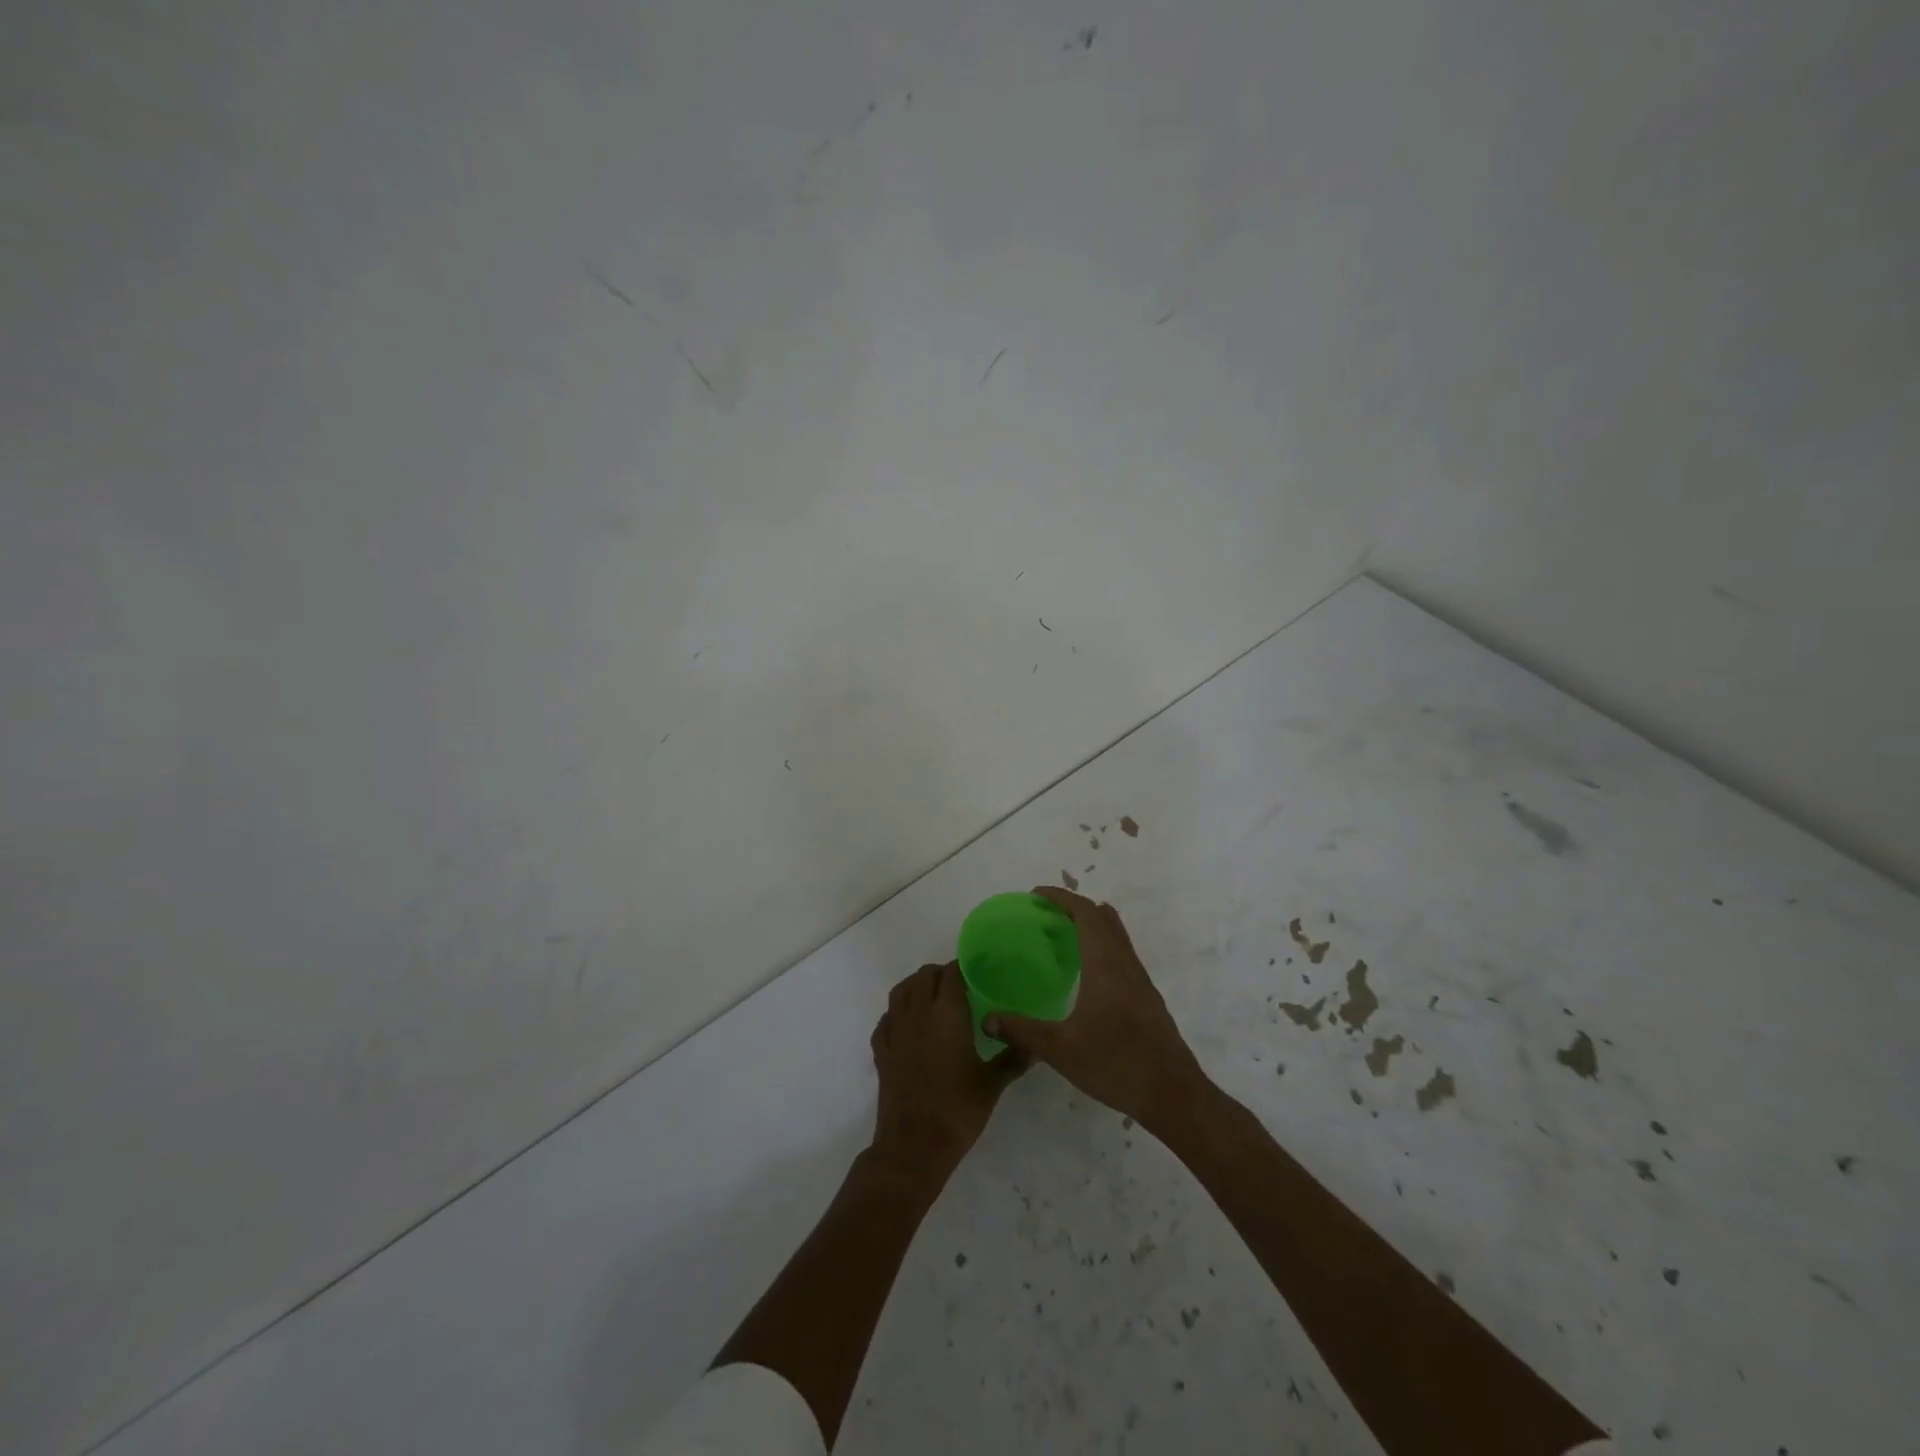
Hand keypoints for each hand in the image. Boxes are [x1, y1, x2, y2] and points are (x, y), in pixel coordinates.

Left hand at [869, 961, 1024, 1184]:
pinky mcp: (881, 1051)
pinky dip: (896, 1013)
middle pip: (924, 976)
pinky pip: (885, 1019)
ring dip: (915, 986)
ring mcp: (895, 1031)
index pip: (951, 973)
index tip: (976, 973)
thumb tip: (1035, 1046)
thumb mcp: (992, 1084)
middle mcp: (918, 1014)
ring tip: (931, 997)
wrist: (914, 1145)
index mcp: (947, 1014)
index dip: (962, 968)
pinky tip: (907, 1025)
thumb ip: (1013, 1058)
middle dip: (940, 974)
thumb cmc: (958, 1110)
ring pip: (900, 992)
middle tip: (958, 986)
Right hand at [982, 888, 1207, 1130]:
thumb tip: (987, 1019)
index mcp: (1105, 965)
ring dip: (1090, 925)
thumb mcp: (1060, 1050)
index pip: (1085, 913)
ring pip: (1116, 935)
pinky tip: (1085, 973)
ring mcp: (1140, 980)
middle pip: (1103, 918)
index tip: (1035, 894)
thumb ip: (1022, 1031)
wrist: (1173, 1094)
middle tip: (1044, 913)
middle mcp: (1125, 963)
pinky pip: (1121, 954)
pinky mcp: (1147, 997)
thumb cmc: (1116, 1064)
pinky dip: (1100, 945)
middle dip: (1074, 907)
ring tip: (1061, 936)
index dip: (1061, 898)